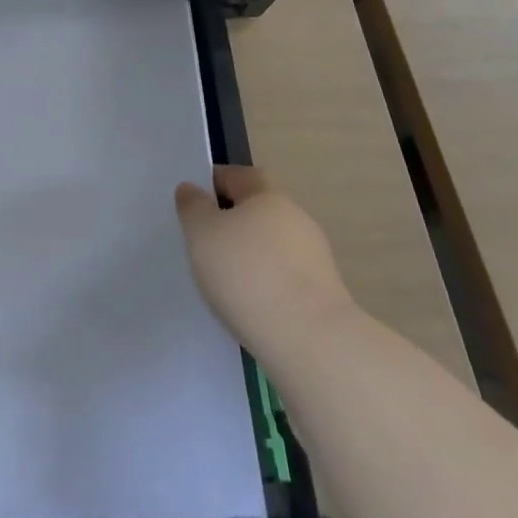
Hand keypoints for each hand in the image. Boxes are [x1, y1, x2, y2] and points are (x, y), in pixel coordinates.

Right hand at [175, 166, 356, 351]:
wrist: (310, 342)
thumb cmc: (247, 274)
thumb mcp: (201, 233)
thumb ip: (193, 207)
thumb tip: (193, 189)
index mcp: (268, 196)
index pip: (239, 175)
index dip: (214, 182)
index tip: (193, 203)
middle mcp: (296, 219)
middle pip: (258, 210)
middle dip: (233, 221)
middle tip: (204, 243)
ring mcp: (315, 258)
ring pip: (272, 245)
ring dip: (250, 255)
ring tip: (224, 281)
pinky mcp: (324, 295)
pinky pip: (284, 277)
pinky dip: (265, 283)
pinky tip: (249, 305)